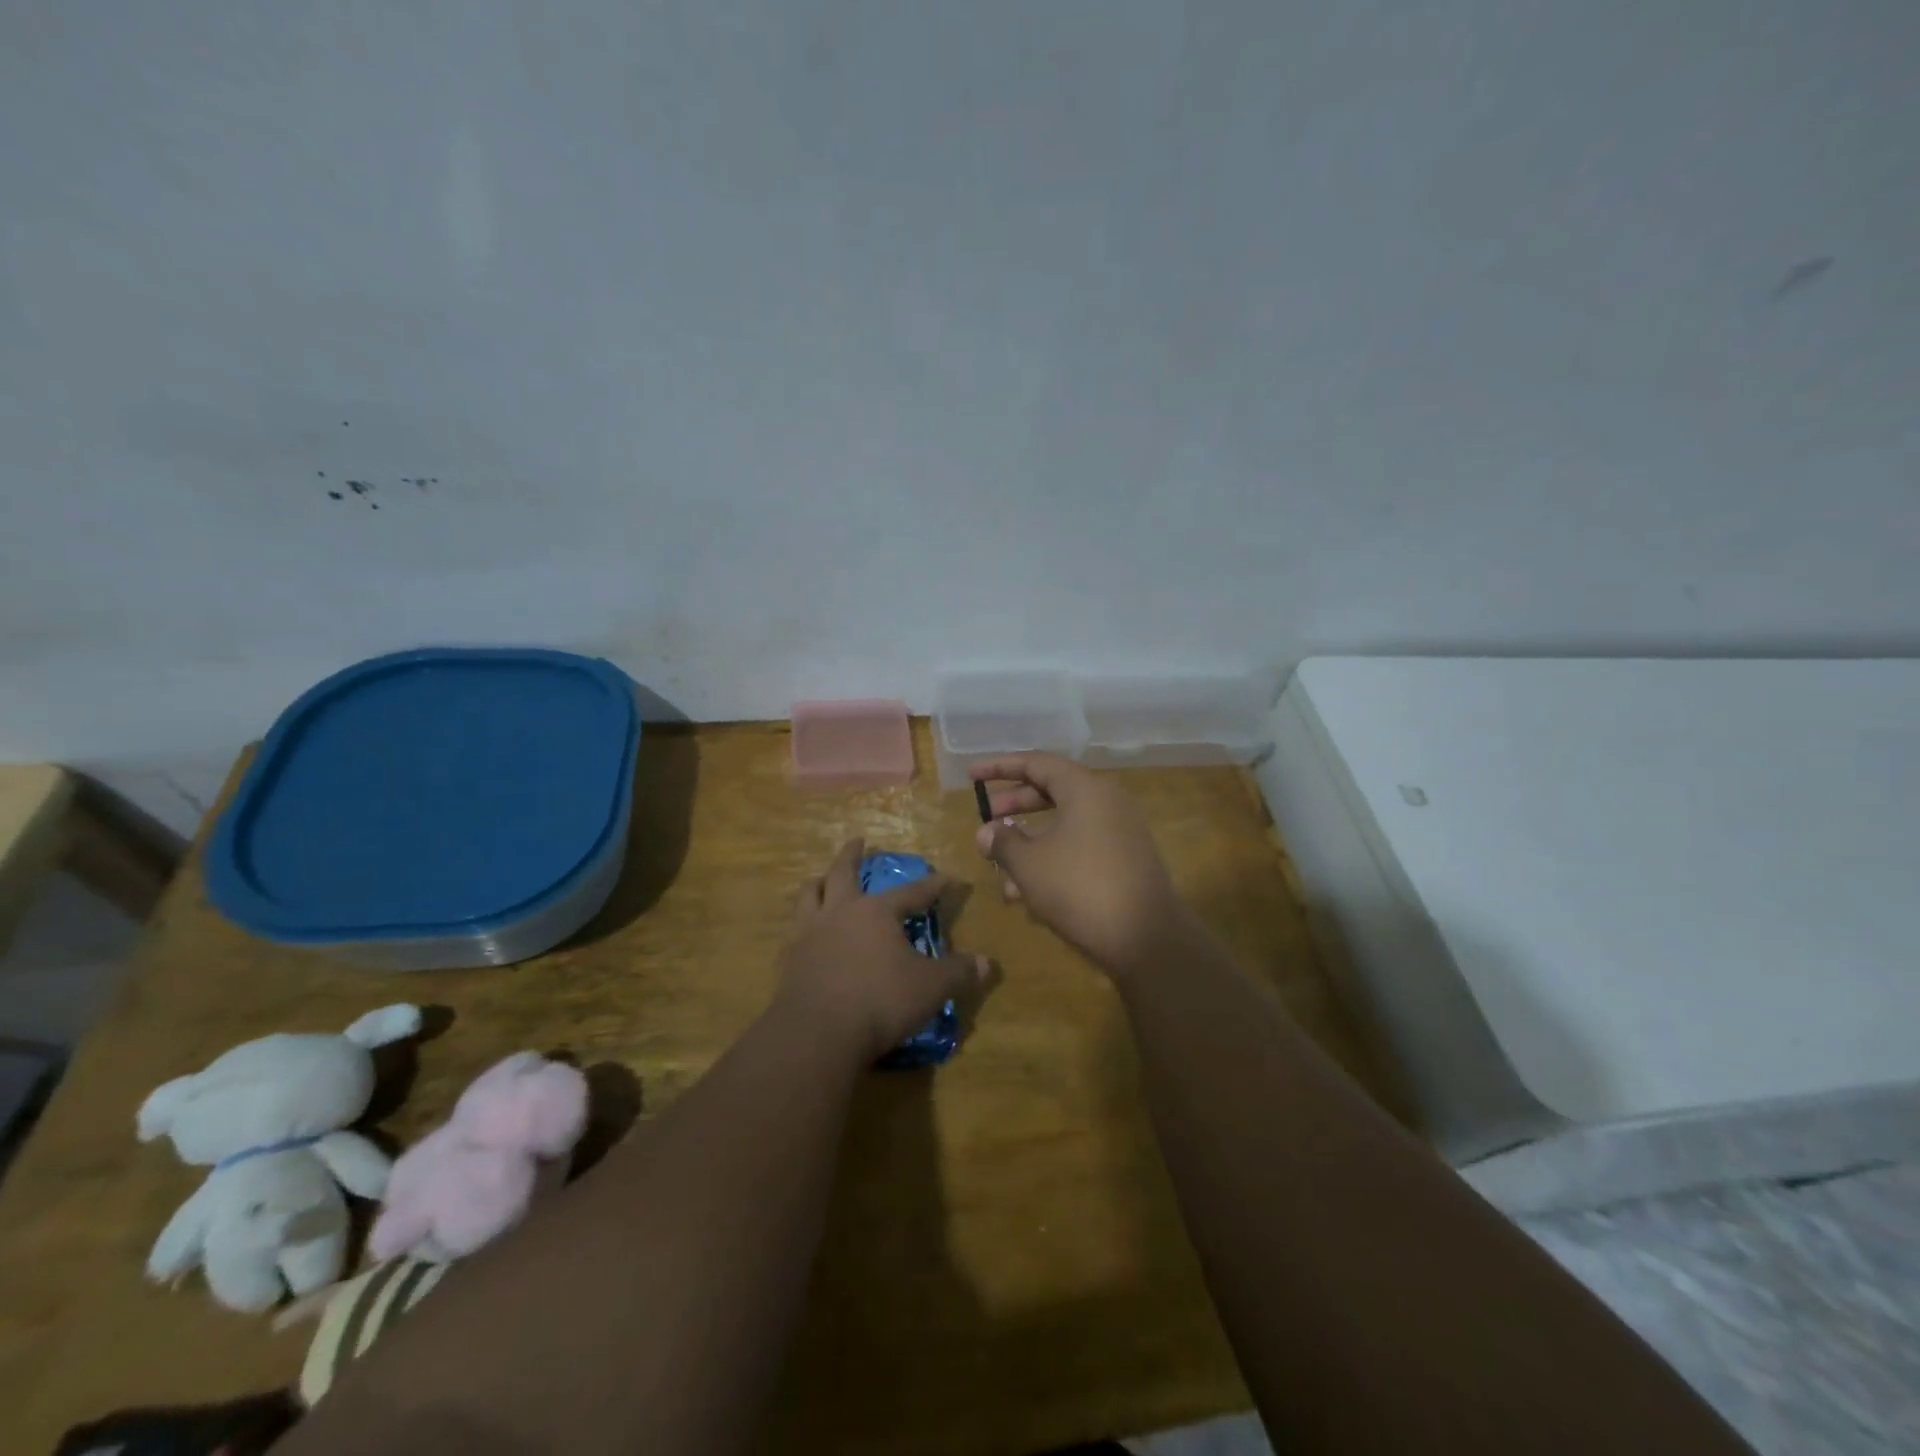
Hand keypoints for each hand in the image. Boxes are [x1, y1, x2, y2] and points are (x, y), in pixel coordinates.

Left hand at [775, 838, 986, 1062]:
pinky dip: (802, 920)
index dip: (935, 885)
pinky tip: (804, 929)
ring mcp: (809, 932)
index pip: (913, 891)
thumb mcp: (931, 988)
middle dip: (853, 855)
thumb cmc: (880, 1002)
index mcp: (877, 912)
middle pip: (844, 872)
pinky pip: (793, 928)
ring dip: (819, 881)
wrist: (816, 1033)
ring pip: (810, 893)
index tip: (950, 878)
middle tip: (858, 841)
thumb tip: (988, 963)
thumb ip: (959, 973)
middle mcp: (841, 911)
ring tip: (822, 878)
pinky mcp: (789, 958)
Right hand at [973, 754, 1192, 976]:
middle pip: (1054, 790)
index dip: (1000, 767)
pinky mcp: (1127, 860)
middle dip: (1016, 803)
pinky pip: (1081, 845)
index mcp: (1085, 789)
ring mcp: (1121, 831)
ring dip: (1031, 838)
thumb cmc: (1080, 889)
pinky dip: (1053, 856)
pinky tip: (1028, 891)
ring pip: (1066, 823)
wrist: (1148, 939)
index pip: (1037, 763)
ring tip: (1001, 863)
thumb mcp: (1030, 864)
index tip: (972, 775)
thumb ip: (1003, 841)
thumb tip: (987, 832)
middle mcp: (1107, 801)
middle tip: (987, 816)